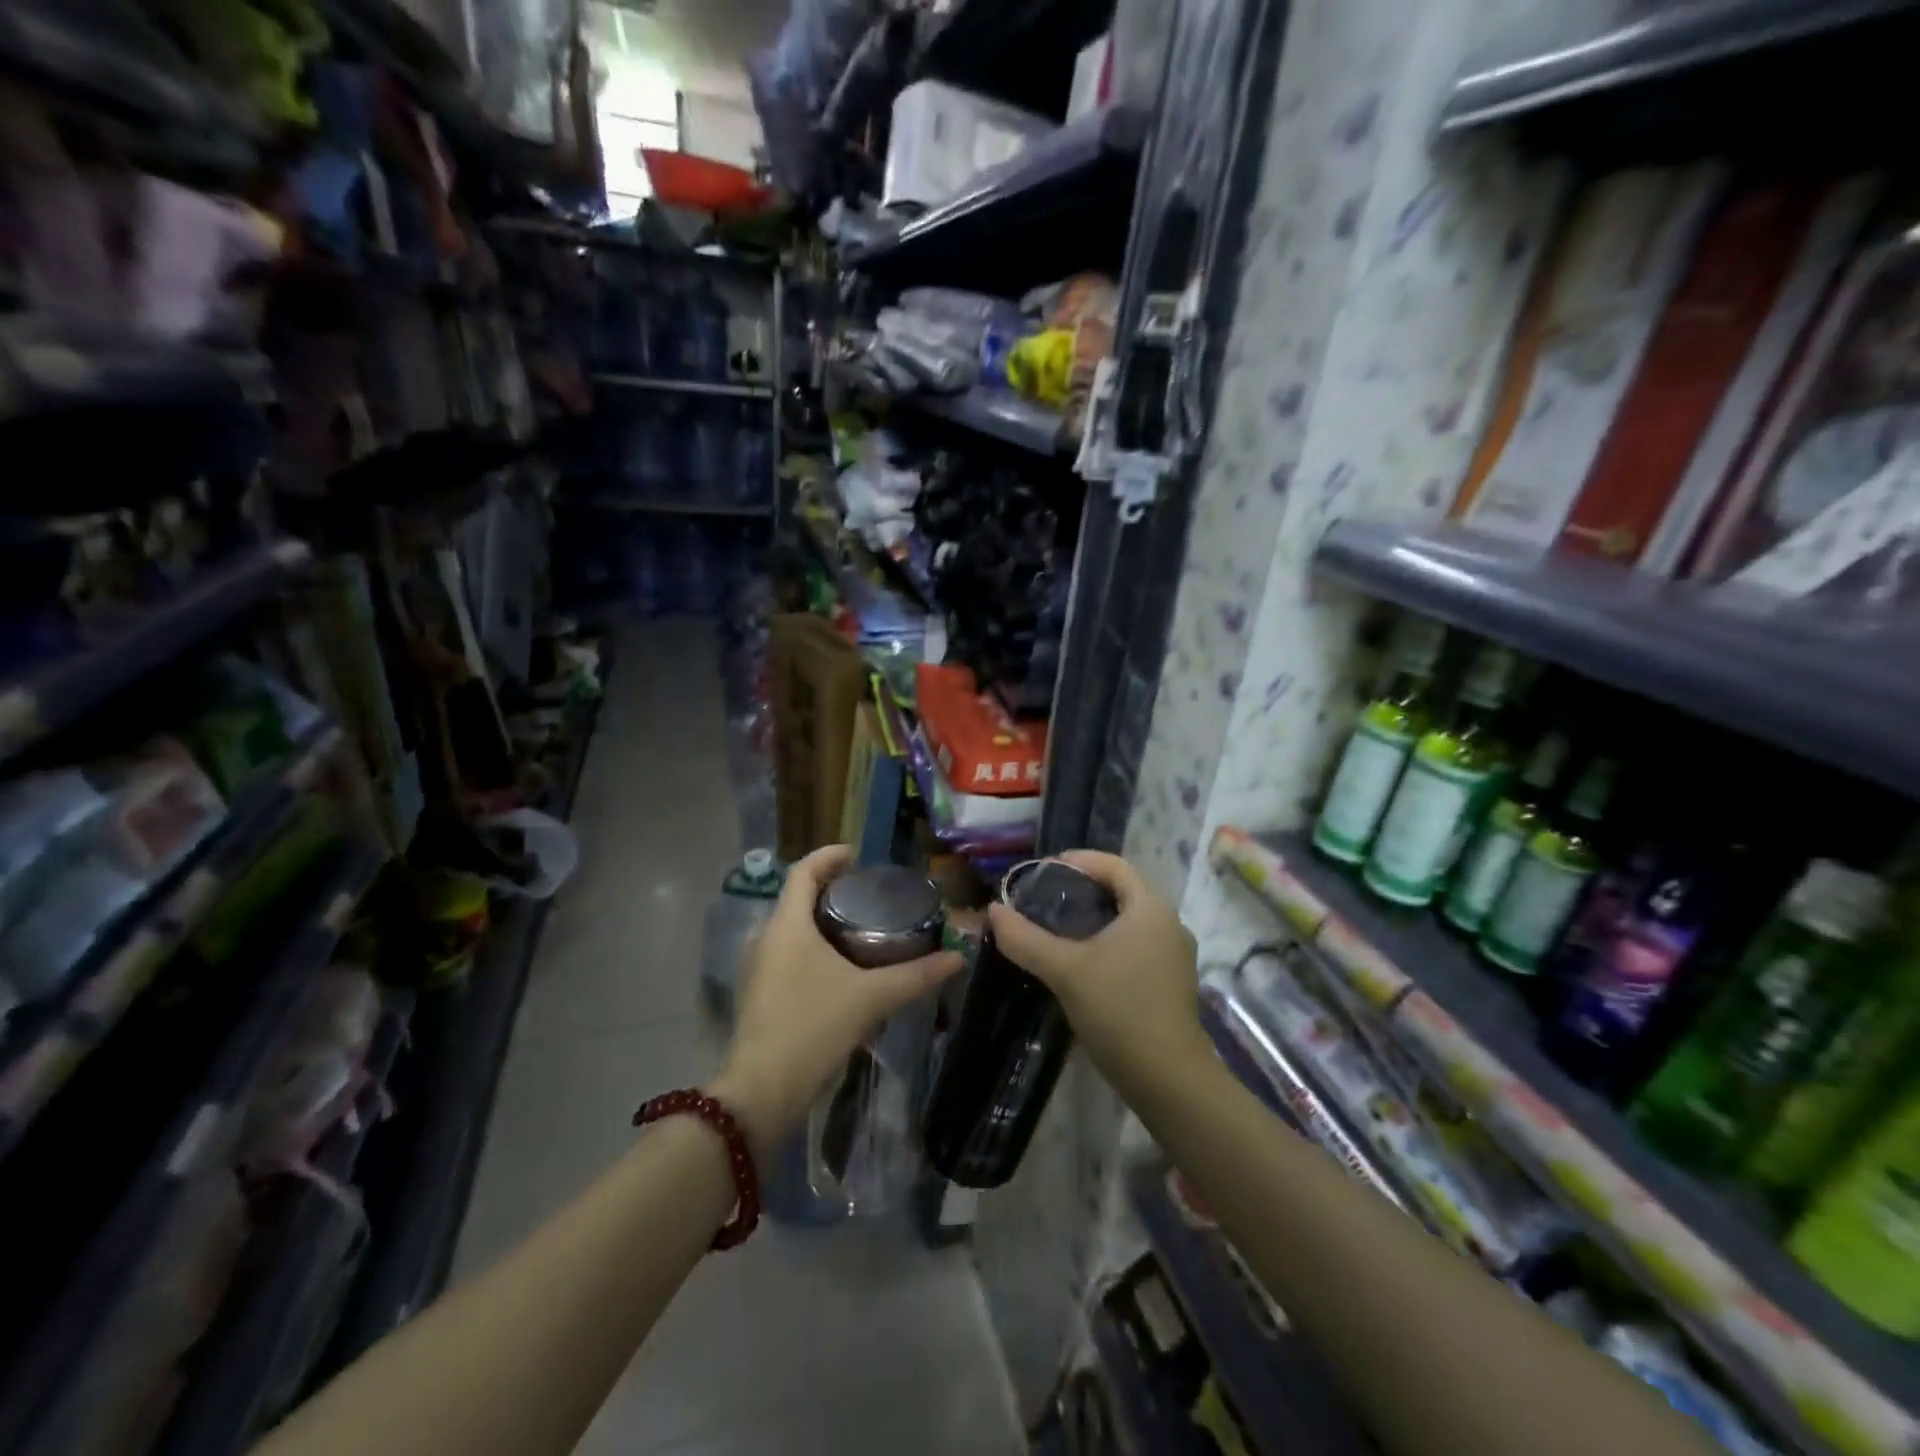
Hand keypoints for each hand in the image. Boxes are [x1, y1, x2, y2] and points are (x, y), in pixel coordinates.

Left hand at [711, 846, 961, 1156]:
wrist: (762, 1091)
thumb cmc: (813, 1028)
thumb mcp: (871, 998)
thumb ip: (915, 976)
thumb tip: (958, 958)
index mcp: (787, 925)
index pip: (803, 871)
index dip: (829, 856)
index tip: (857, 855)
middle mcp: (766, 938)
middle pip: (797, 897)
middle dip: (830, 889)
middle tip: (868, 893)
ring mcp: (758, 967)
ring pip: (791, 928)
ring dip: (820, 920)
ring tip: (859, 927)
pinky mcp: (759, 993)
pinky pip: (787, 953)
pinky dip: (812, 946)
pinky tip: (839, 968)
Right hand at [986, 851, 1206, 1092]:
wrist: (1170, 1082)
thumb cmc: (1120, 1011)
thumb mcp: (1065, 971)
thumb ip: (1025, 938)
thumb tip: (993, 910)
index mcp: (1150, 908)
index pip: (1113, 865)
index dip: (1076, 861)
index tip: (1041, 872)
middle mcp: (1168, 924)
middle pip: (1120, 891)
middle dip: (1080, 891)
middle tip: (1041, 901)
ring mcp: (1173, 956)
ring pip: (1127, 921)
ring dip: (1092, 919)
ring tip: (1054, 930)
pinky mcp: (1170, 983)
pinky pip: (1134, 946)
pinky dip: (1105, 943)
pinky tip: (1079, 964)